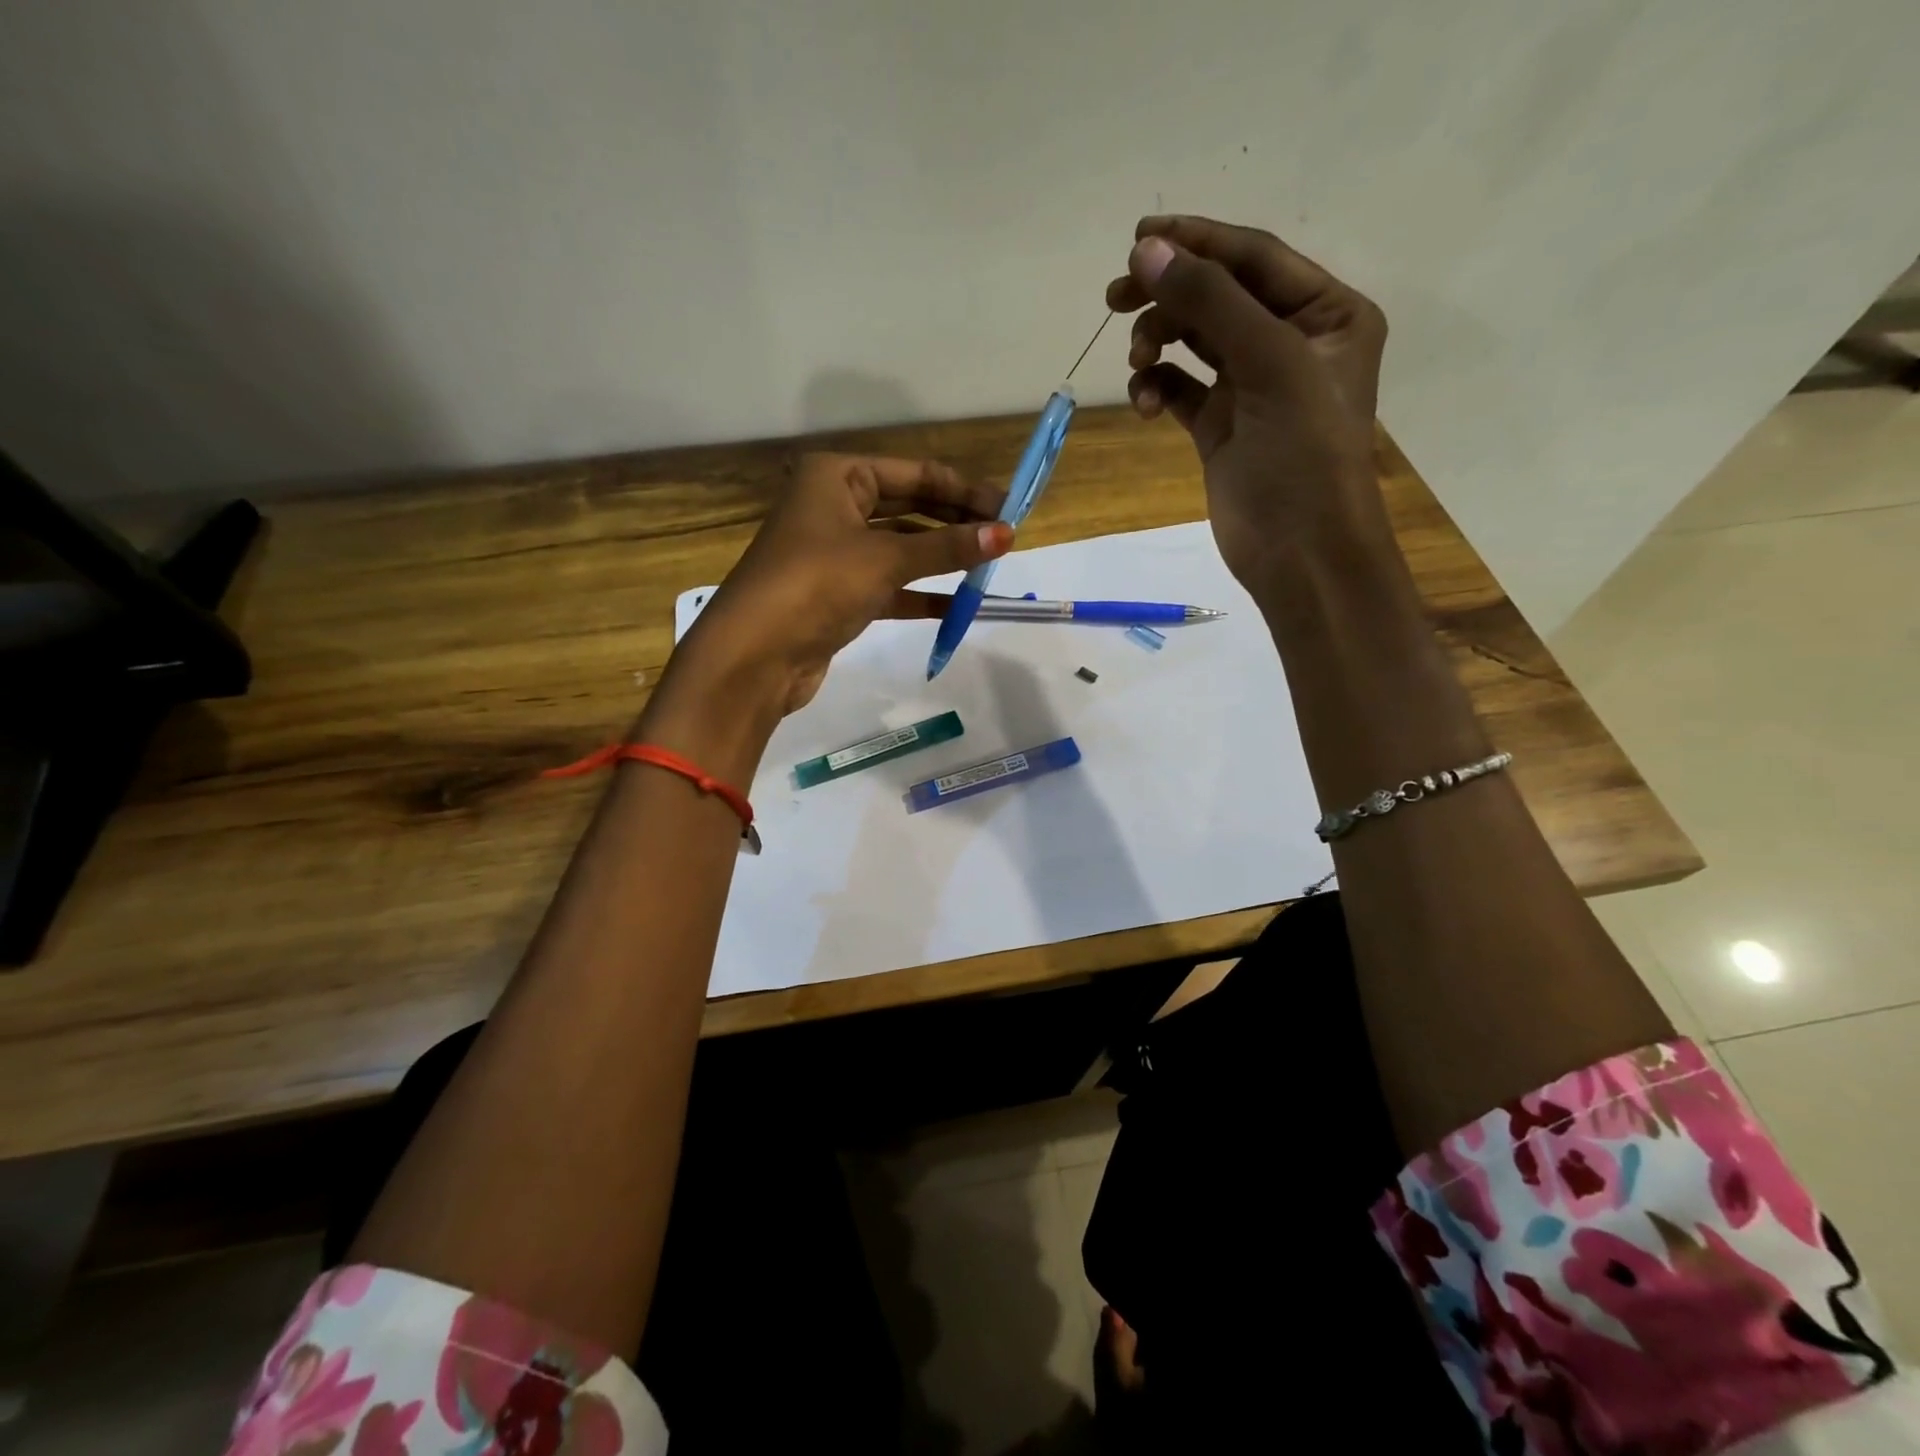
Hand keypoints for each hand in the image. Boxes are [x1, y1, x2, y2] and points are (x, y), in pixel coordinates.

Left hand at [672, 453, 1009, 719]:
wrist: (754, 656)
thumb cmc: (816, 584)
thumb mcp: (886, 559)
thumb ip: (947, 547)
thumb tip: (1005, 534)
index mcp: (836, 476)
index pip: (915, 474)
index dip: (964, 490)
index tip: (1009, 508)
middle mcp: (833, 505)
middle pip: (909, 507)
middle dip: (955, 521)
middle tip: (1004, 536)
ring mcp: (834, 552)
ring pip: (900, 547)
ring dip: (941, 558)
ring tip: (988, 566)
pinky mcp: (837, 594)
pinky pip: (889, 585)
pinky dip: (919, 593)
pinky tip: (956, 604)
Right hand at [1105, 215, 1392, 598]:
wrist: (1299, 553)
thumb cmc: (1303, 455)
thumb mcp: (1268, 364)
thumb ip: (1209, 301)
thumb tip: (1146, 249)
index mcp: (1327, 314)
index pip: (1255, 259)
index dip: (1198, 243)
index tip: (1138, 236)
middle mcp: (1291, 342)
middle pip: (1219, 296)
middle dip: (1169, 294)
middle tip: (1115, 297)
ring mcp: (1253, 387)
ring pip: (1194, 341)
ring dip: (1159, 343)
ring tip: (1137, 364)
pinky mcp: (1221, 426)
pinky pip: (1181, 388)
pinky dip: (1158, 388)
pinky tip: (1145, 405)